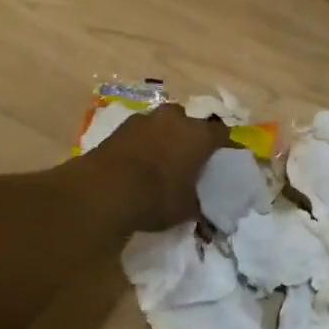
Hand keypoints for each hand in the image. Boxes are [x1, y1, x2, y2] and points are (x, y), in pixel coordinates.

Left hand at [88, 106, 233, 227]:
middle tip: (188, 159)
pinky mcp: (122, 125)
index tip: (222, 159)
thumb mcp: (186, 209)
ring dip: (166, 137)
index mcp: (200, 135)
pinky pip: (142, 131)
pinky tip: (138, 162)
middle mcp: (177, 119)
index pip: (222, 133)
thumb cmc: (156, 197)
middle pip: (191, 123)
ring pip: (164, 124)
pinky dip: (143, 142)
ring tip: (160, 160)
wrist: (104, 190)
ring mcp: (147, 118)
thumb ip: (198, 202)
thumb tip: (202, 205)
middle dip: (191, 137)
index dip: (223, 146)